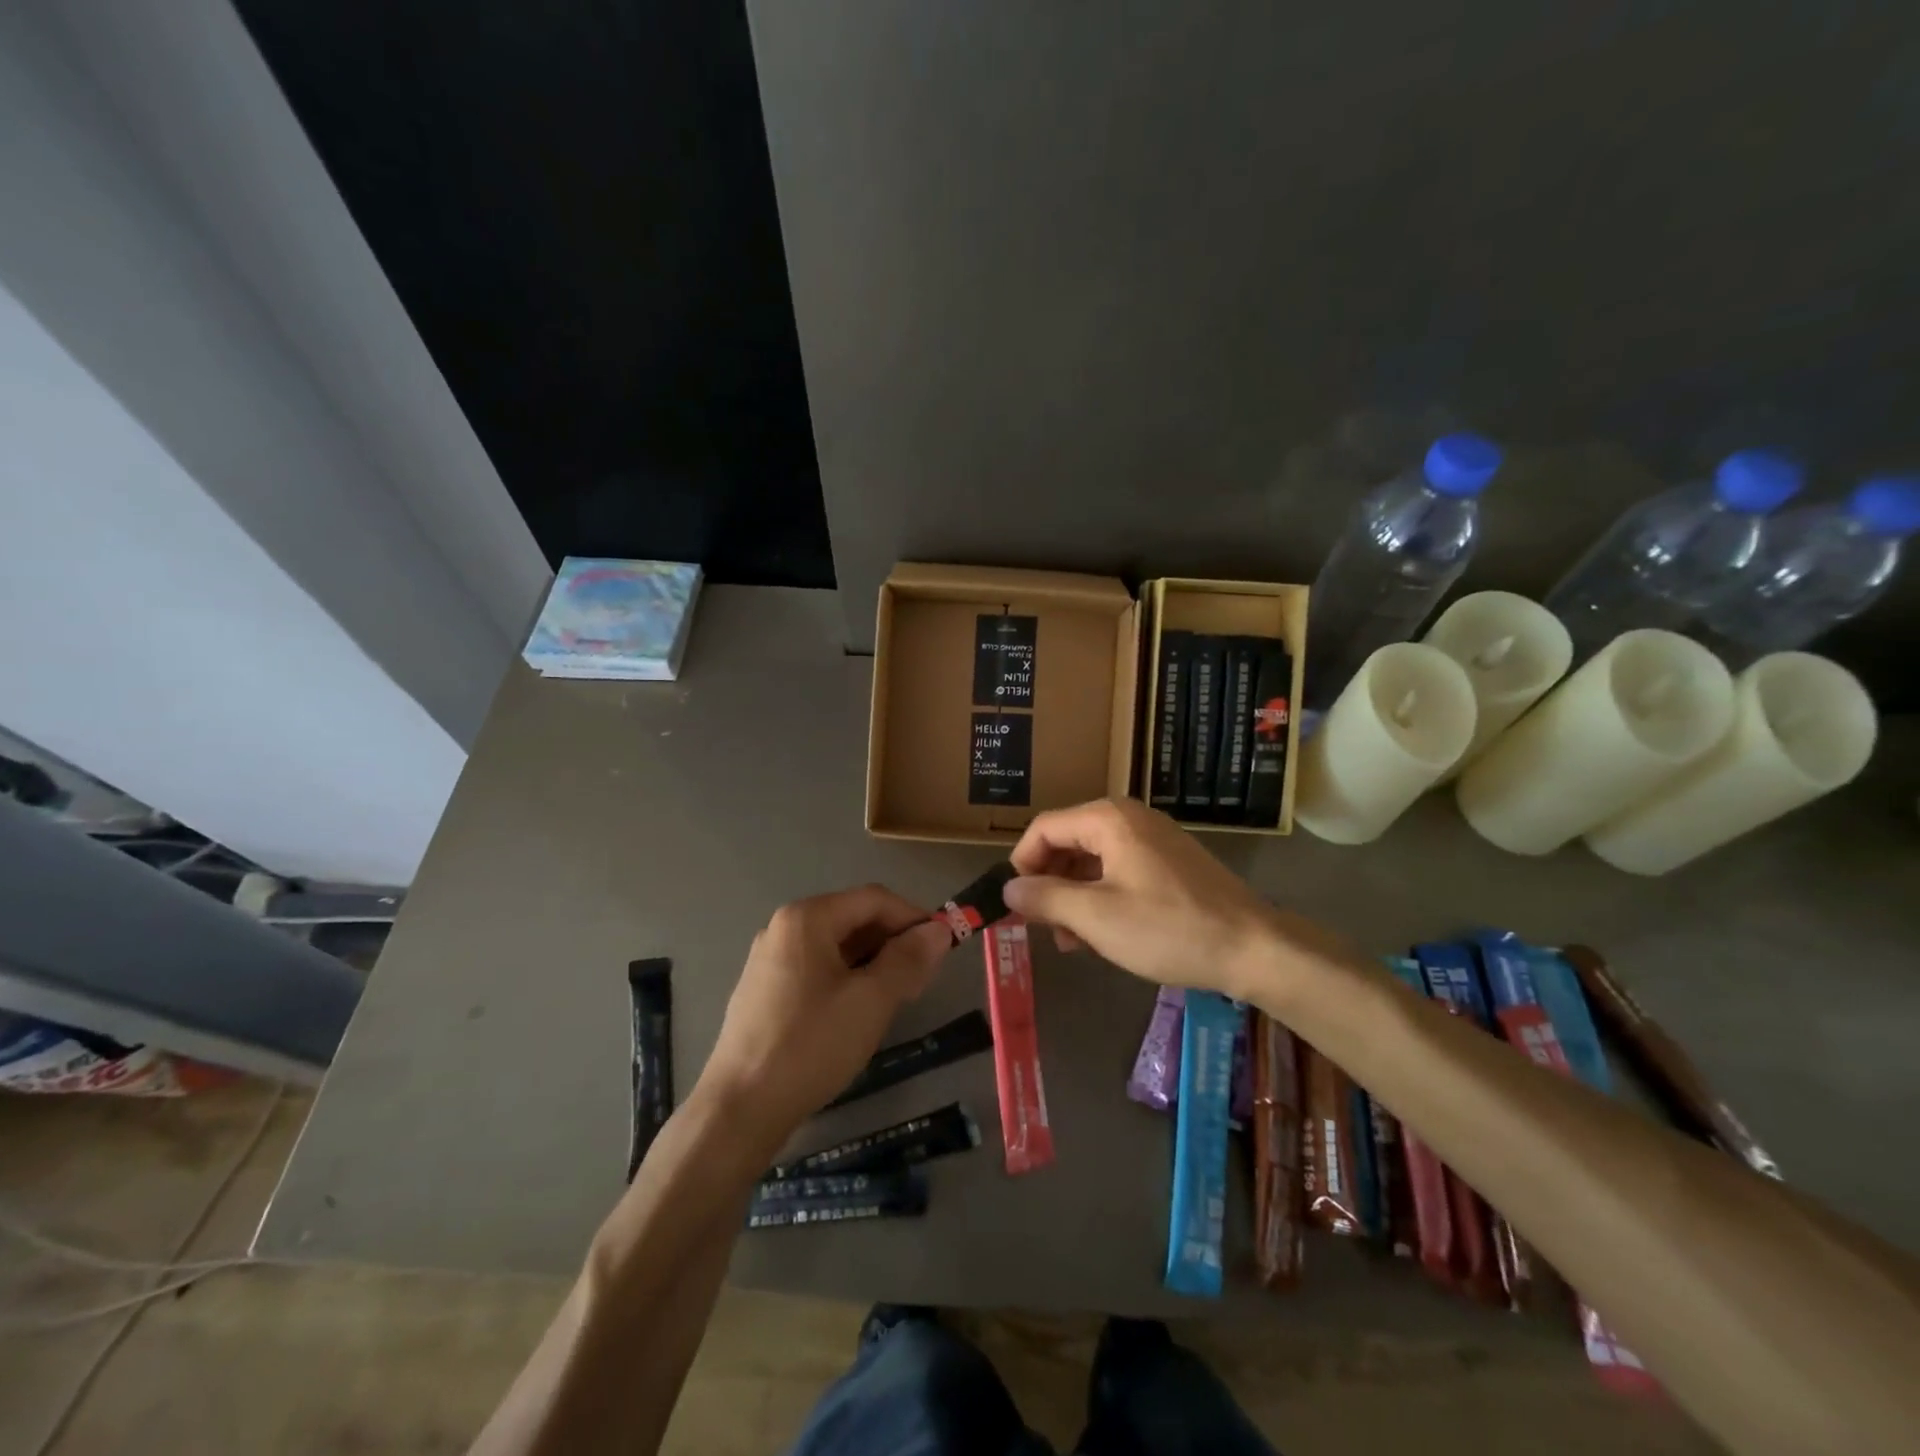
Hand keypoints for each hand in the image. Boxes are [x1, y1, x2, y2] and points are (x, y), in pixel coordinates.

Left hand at [700, 886, 951, 1150]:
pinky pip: (818, 968)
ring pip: (837, 946)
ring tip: (899, 997)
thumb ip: (908, 959)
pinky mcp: (766, 989)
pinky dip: (848, 978)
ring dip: (874, 963)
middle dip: (894, 942)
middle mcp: (784, 928)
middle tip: (924, 979)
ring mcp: (771, 959)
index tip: (944, 948)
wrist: (740, 1108)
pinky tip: (861, 1011)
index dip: (914, 918)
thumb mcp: (871, 1000)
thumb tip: (939, 931)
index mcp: (807, 918)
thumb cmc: (810, 1045)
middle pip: (854, 919)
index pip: (874, 899)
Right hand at [1004, 798, 1285, 999]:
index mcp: (1108, 820)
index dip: (1021, 863)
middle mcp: (1129, 818)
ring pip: (1093, 859)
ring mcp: (1153, 839)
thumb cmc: (1168, 929)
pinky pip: (1120, 870)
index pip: (1044, 828)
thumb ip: (1045, 898)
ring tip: (1071, 941)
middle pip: (1068, 841)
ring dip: (1074, 896)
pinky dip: (1102, 897)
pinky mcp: (1170, 862)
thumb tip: (1008, 889)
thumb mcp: (1095, 917)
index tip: (1015, 904)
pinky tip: (1103, 934)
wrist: (1253, 948)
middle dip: (1049, 883)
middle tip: (1042, 927)